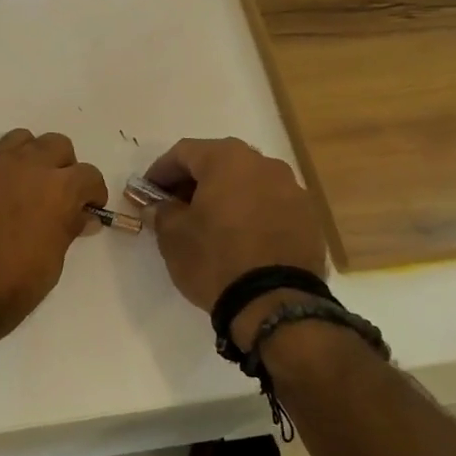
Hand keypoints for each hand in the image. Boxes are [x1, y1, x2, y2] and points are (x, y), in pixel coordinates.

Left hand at [0, 129, 108, 356]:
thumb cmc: (8, 288)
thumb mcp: (51, 264)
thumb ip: (67, 229)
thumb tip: (81, 216)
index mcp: (56, 188)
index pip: (88, 175)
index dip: (93, 193)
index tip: (89, 209)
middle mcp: (24, 166)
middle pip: (56, 145)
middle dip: (64, 167)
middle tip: (59, 196)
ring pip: (19, 141)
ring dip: (30, 159)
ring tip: (26, 190)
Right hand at [146, 137, 326, 316]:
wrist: (275, 303)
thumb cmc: (216, 259)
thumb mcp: (173, 236)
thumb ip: (162, 212)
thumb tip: (158, 206)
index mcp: (228, 159)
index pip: (184, 153)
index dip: (160, 171)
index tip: (146, 192)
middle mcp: (264, 164)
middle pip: (220, 163)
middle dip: (194, 182)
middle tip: (176, 207)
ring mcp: (293, 190)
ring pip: (248, 183)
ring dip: (225, 197)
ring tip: (210, 225)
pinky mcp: (309, 218)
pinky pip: (271, 206)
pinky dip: (252, 214)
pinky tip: (241, 239)